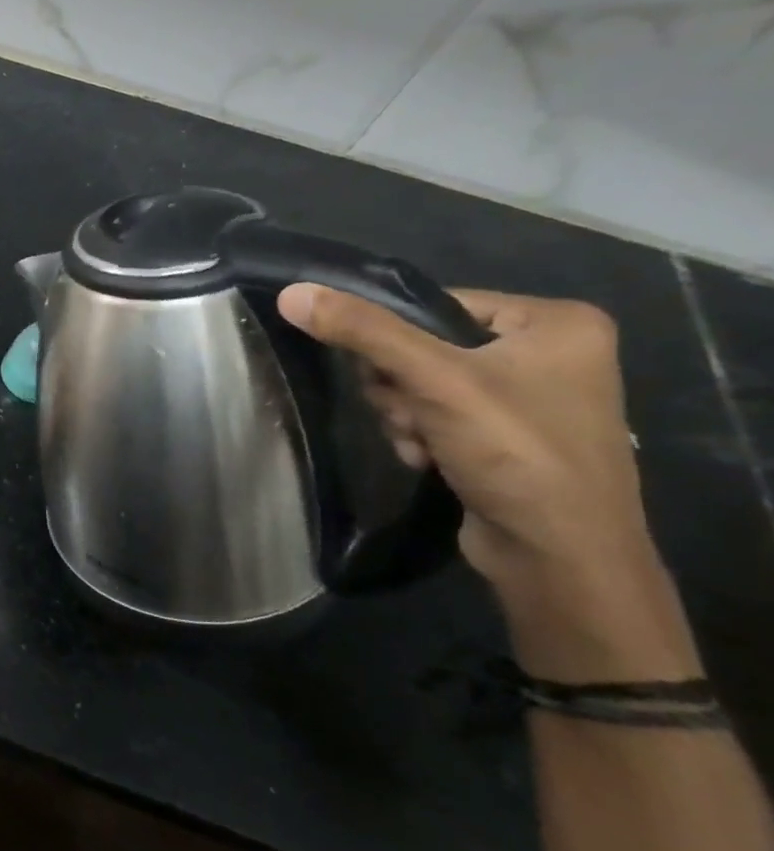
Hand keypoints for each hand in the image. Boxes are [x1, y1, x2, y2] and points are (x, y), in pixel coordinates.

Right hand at [277, 285, 698, 679]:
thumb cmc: (515, 453)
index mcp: (556, 322)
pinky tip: (427, 459)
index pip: (437, 304)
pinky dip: (421, 434)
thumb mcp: (432, 380)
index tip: (392, 378)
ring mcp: (531, 397)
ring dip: (404, 414)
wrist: (559, 557)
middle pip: (424, 346)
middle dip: (400, 386)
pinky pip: (438, 413)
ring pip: (422, 383)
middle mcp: (551, 352)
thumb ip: (362, 332)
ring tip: (421, 443)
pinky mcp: (509, 435)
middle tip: (412, 415)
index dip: (395, 338)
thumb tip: (291, 293)